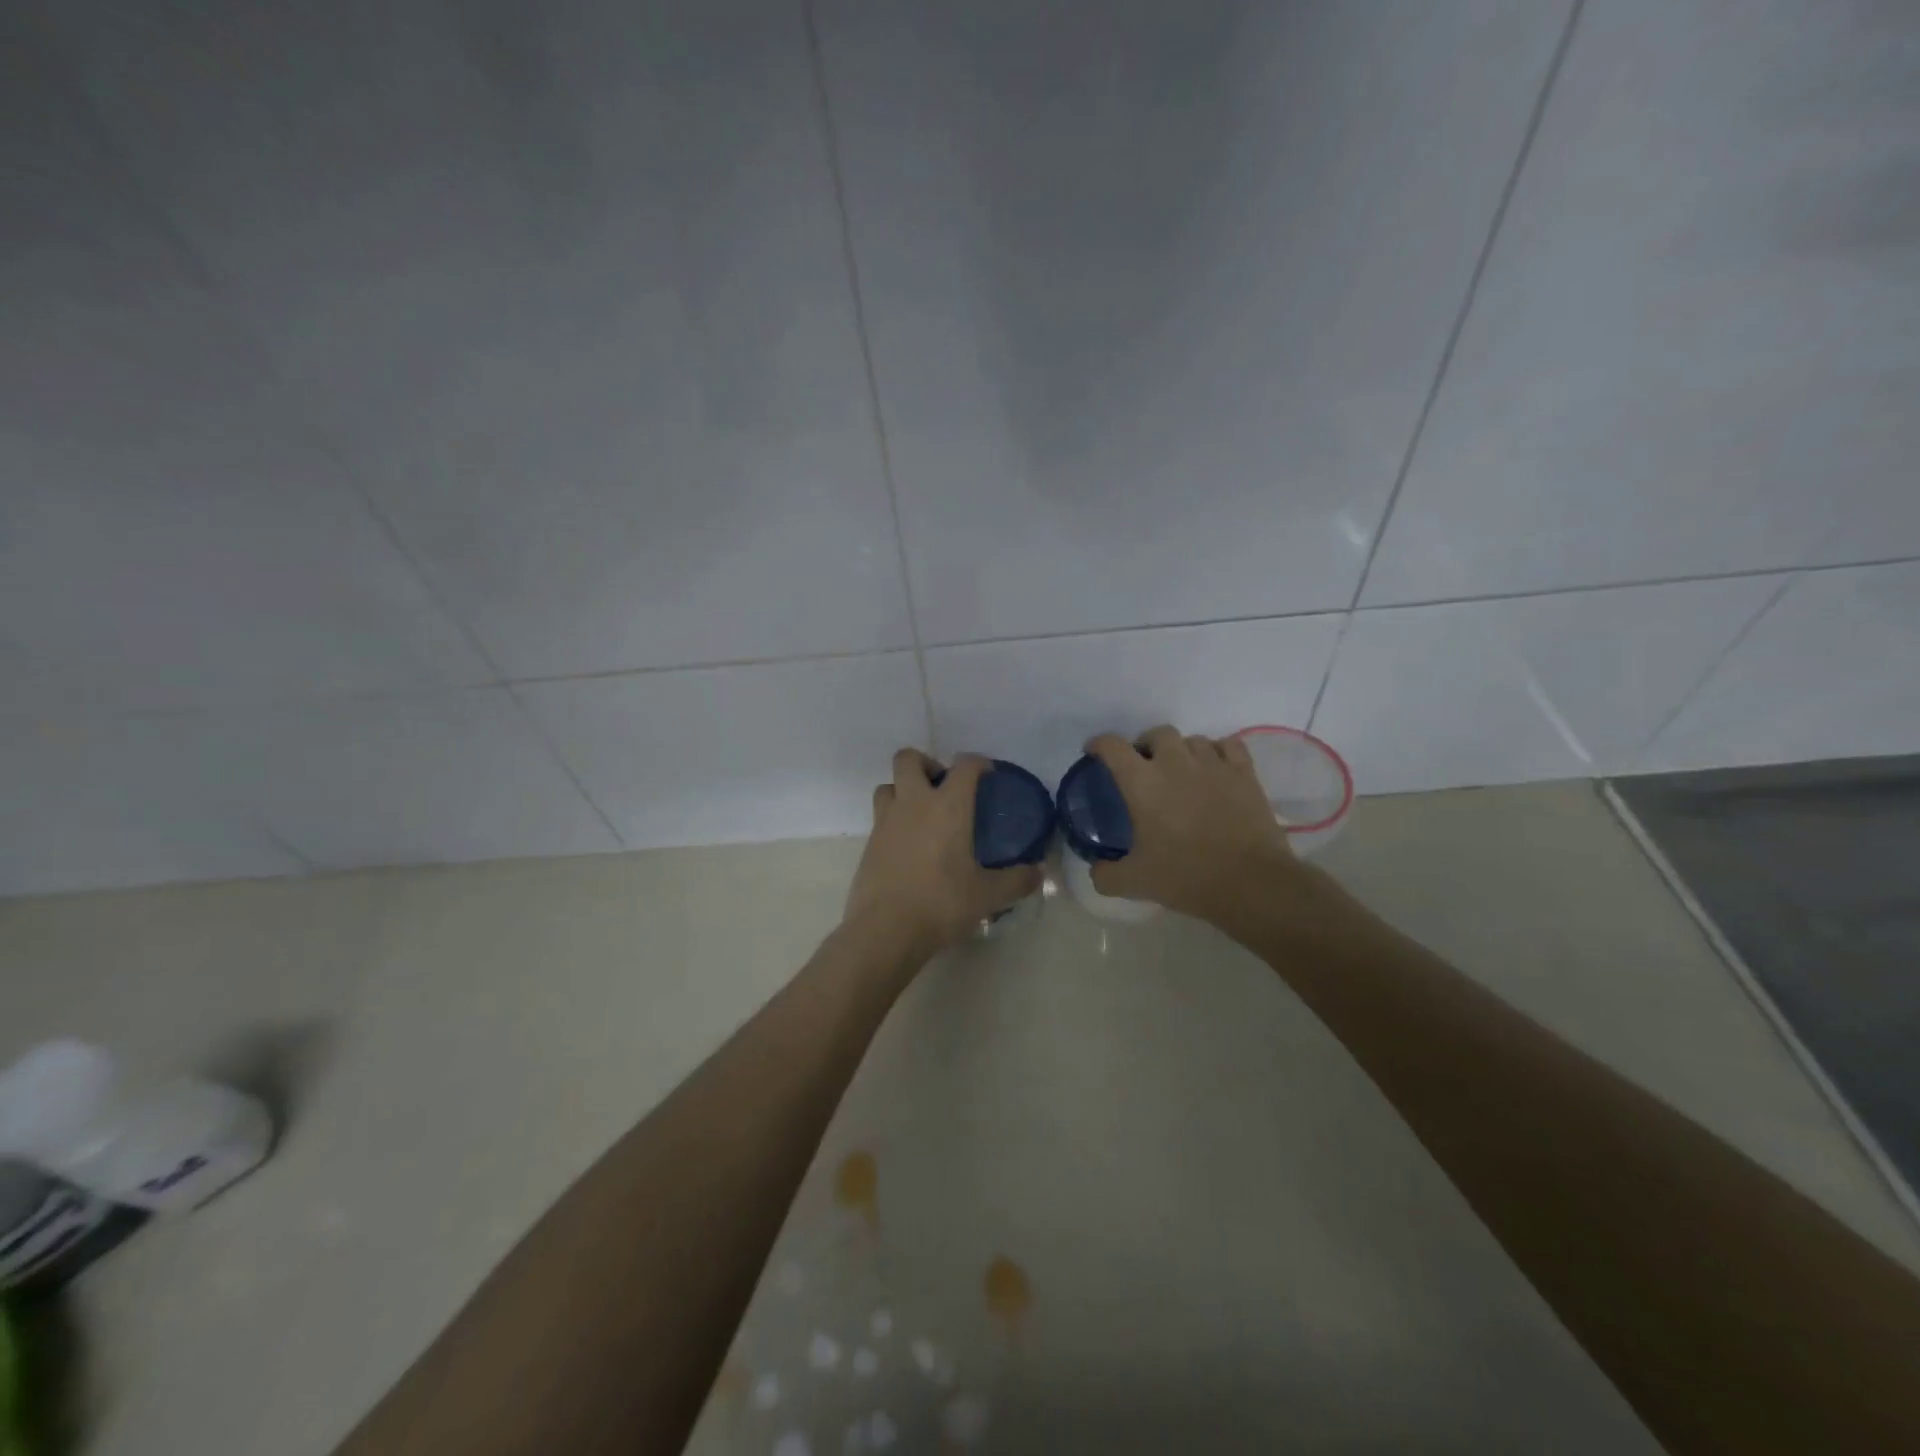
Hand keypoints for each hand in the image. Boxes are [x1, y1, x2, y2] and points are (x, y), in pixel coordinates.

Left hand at [843, 750, 1042, 960]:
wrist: (885, 930)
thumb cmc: (941, 904)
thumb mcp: (988, 895)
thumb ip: (1016, 880)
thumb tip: (1038, 873)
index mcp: (947, 807)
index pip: (964, 766)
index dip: (978, 763)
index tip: (987, 774)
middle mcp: (913, 804)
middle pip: (909, 759)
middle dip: (926, 763)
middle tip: (943, 787)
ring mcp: (886, 822)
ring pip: (888, 786)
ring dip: (903, 790)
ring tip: (921, 814)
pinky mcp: (868, 844)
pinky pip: (880, 817)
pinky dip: (894, 820)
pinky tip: (909, 846)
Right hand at [1085, 726, 1300, 923]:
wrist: (1250, 883)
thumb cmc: (1186, 877)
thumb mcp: (1134, 882)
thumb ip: (1106, 874)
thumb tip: (1096, 870)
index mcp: (1142, 782)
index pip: (1113, 746)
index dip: (1099, 744)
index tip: (1094, 752)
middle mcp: (1175, 763)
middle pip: (1157, 733)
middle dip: (1146, 745)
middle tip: (1144, 767)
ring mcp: (1214, 764)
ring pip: (1193, 739)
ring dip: (1182, 750)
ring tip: (1181, 771)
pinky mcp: (1245, 773)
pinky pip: (1229, 746)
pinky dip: (1218, 751)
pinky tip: (1216, 768)